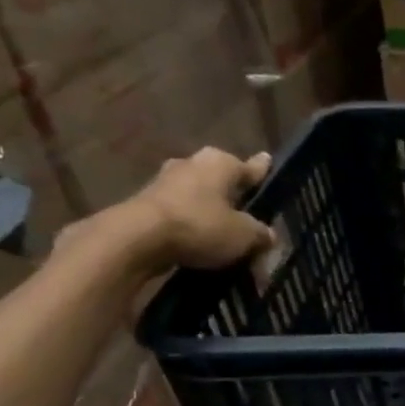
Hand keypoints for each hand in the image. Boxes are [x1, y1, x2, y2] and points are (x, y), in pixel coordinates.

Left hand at [130, 148, 274, 269]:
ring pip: (199, 197)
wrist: (136, 239)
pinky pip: (180, 213)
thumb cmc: (200, 226)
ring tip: (223, 234)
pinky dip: (191, 225)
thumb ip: (261, 234)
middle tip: (248, 213)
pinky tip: (198, 242)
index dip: (262, 172)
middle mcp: (193, 164)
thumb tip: (268, 235)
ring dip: (210, 212)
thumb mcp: (244, 236)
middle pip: (222, 181)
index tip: (268, 164)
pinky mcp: (146, 203)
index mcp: (221, 163)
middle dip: (234, 196)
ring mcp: (165, 181)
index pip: (252, 167)